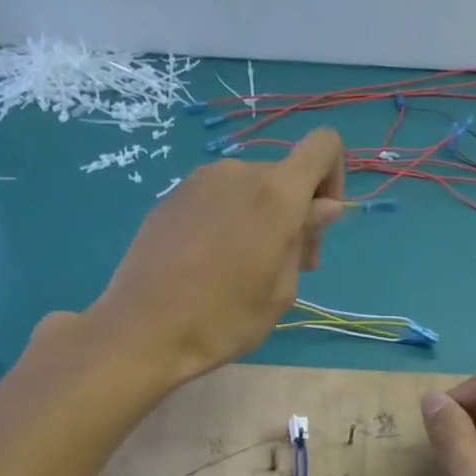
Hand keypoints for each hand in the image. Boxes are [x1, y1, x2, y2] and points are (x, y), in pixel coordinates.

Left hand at [90, 129, 344, 382]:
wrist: (141, 331)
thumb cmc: (224, 319)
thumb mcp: (281, 289)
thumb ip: (305, 237)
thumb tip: (323, 207)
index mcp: (275, 193)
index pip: (323, 145)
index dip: (334, 176)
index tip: (321, 222)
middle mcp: (237, 173)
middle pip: (284, 175)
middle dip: (297, 212)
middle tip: (289, 266)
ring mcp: (198, 182)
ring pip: (249, 188)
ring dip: (262, 217)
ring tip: (247, 269)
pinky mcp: (170, 198)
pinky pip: (216, 199)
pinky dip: (229, 220)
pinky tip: (211, 264)